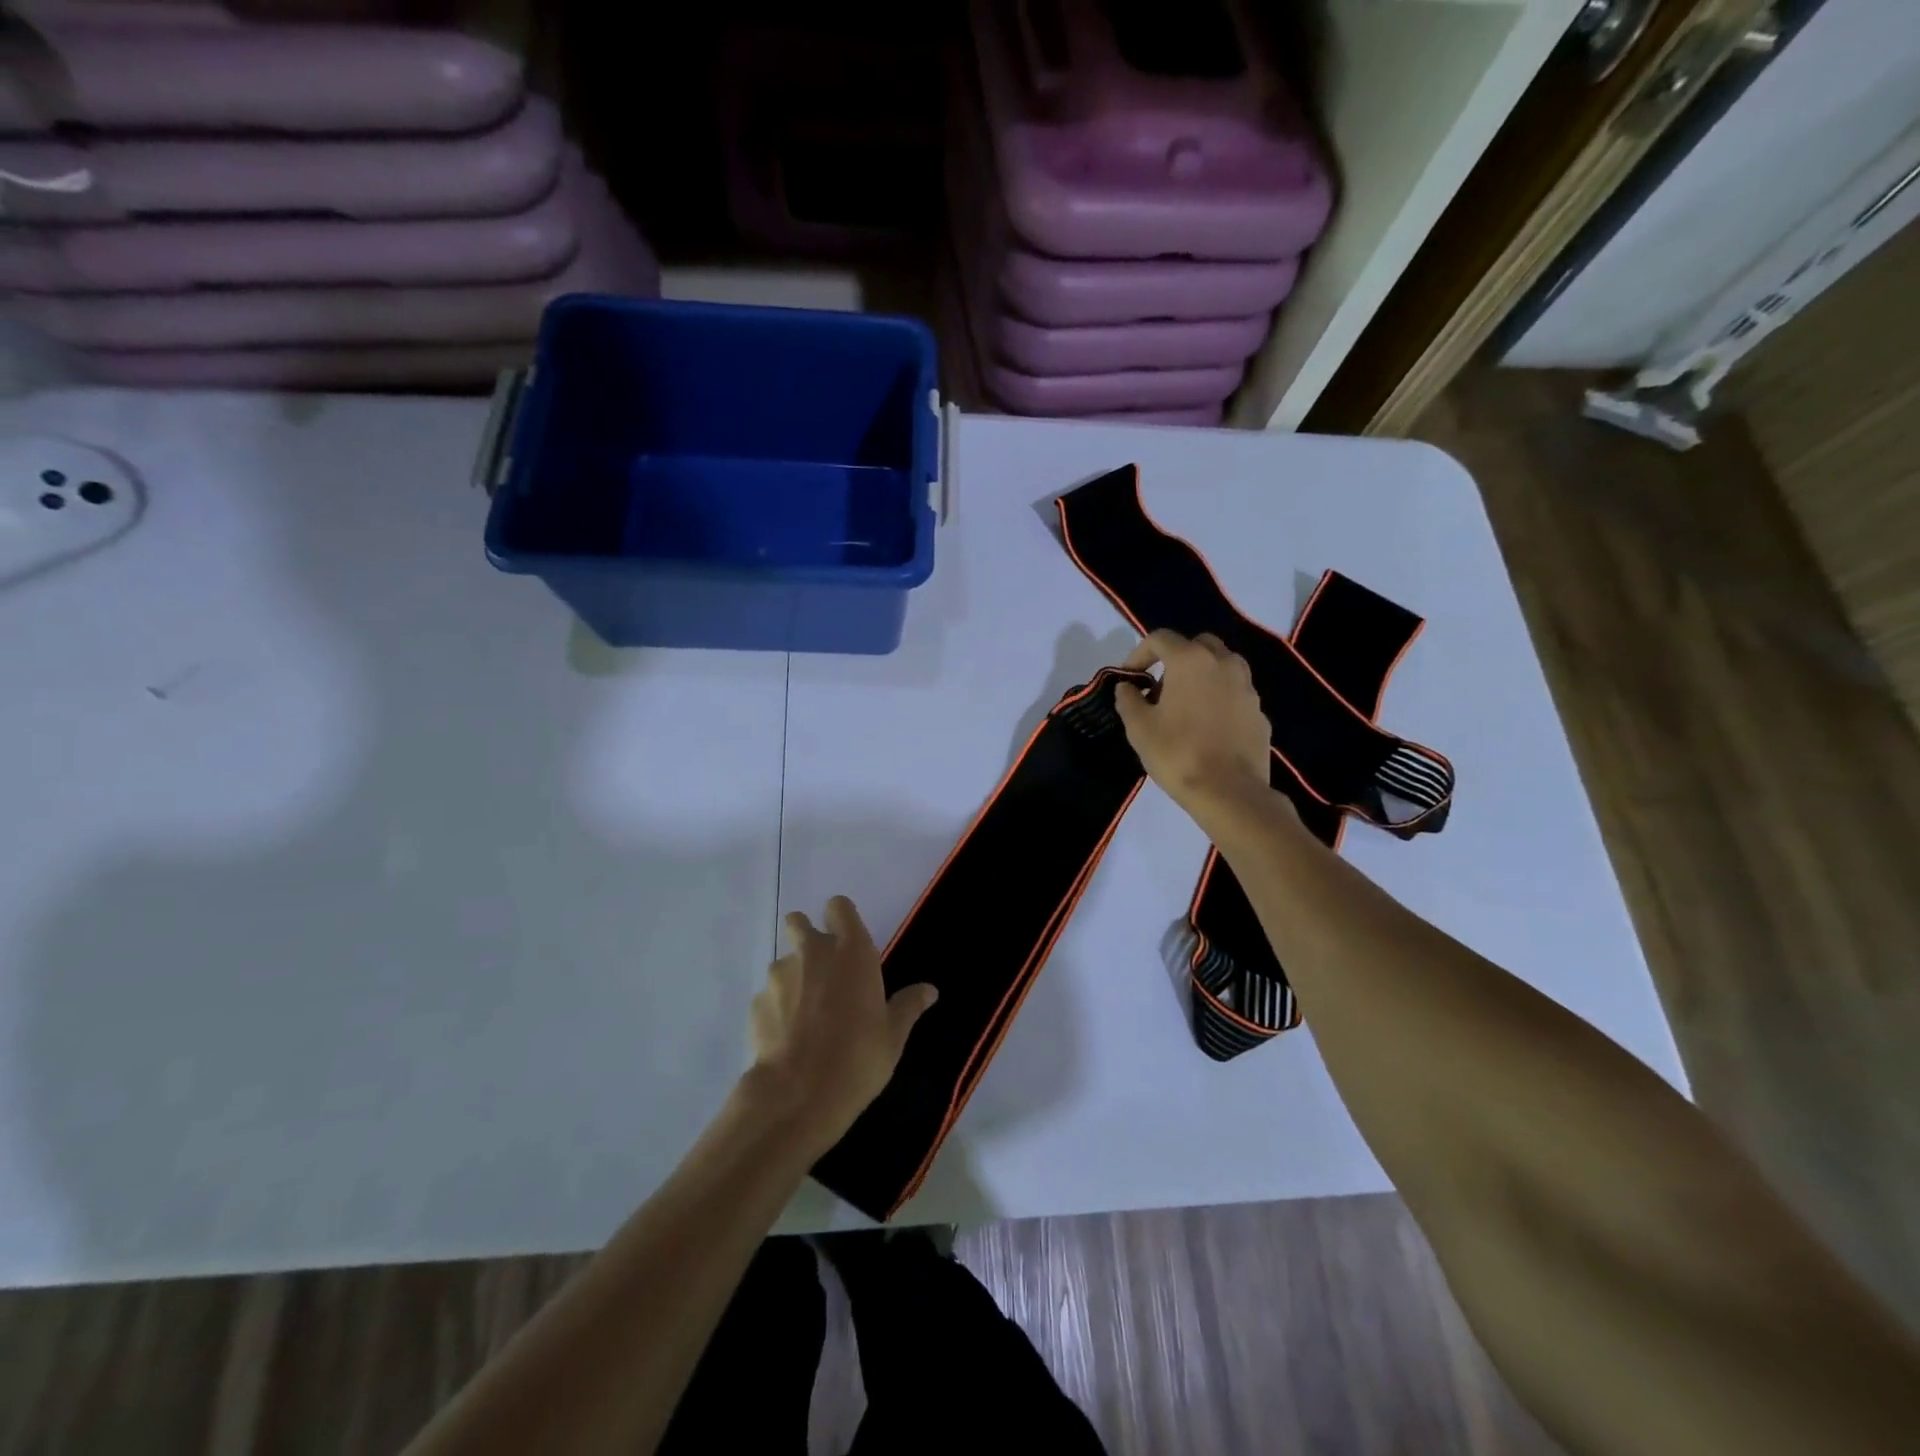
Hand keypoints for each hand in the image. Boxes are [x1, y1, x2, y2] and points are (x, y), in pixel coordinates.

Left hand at [745, 896, 937, 1154]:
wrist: (798, 1095)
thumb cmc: (858, 1058)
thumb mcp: (893, 1035)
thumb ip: (908, 1006)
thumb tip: (929, 990)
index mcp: (852, 951)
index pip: (839, 907)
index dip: (841, 918)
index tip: (847, 940)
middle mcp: (813, 952)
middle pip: (798, 922)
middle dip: (806, 936)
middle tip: (821, 970)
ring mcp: (779, 975)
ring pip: (783, 961)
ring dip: (792, 976)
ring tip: (804, 1014)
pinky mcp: (756, 1002)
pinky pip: (768, 995)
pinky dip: (776, 1008)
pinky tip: (787, 1036)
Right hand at [1114, 630, 1275, 824]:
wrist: (1230, 792)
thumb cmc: (1177, 754)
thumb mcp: (1138, 727)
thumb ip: (1128, 699)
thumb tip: (1127, 687)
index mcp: (1191, 660)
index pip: (1160, 638)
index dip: (1139, 653)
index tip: (1129, 677)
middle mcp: (1224, 663)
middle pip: (1197, 645)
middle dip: (1176, 659)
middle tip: (1160, 688)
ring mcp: (1247, 686)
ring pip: (1221, 666)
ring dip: (1201, 676)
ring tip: (1185, 706)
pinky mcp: (1259, 711)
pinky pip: (1234, 693)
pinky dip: (1218, 698)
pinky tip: (1207, 727)